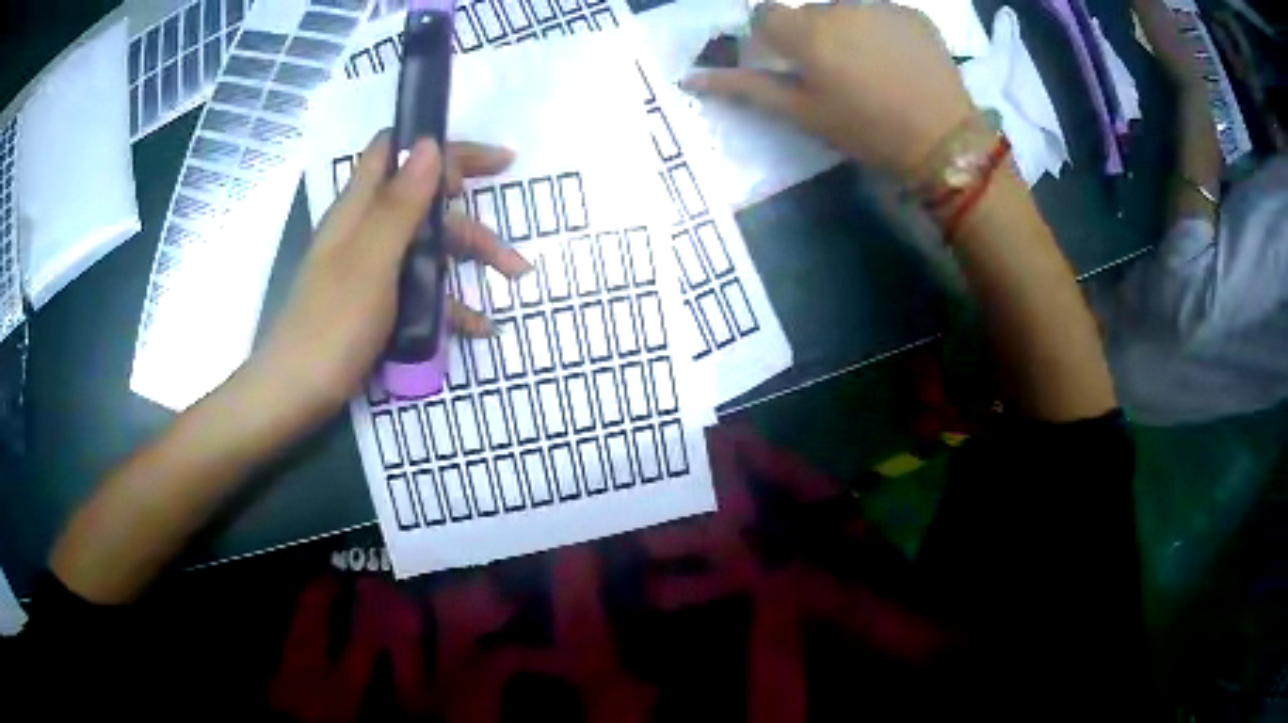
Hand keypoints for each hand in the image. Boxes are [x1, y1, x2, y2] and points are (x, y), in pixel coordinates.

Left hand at [250, 131, 529, 421]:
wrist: (293, 397)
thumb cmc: (329, 327)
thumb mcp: (370, 261)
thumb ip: (399, 204)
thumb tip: (431, 143)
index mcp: (359, 208)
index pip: (398, 151)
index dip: (441, 147)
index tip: (488, 166)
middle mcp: (365, 231)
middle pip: (423, 204)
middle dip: (469, 216)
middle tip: (507, 237)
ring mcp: (370, 270)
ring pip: (426, 247)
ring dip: (469, 259)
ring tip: (512, 281)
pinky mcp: (374, 305)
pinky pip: (418, 290)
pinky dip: (449, 302)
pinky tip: (478, 326)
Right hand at [683, 2, 975, 174]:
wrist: (945, 139)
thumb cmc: (867, 131)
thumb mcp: (803, 114)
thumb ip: (747, 89)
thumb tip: (690, 77)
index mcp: (806, 31)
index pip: (766, 15)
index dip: (773, 38)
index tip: (791, 64)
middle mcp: (839, 7)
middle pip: (810, 12)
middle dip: (814, 35)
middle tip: (839, 75)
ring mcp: (880, 5)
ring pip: (847, 10)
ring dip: (849, 30)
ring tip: (874, 68)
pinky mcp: (912, 13)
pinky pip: (882, 13)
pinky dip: (882, 30)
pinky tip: (899, 61)